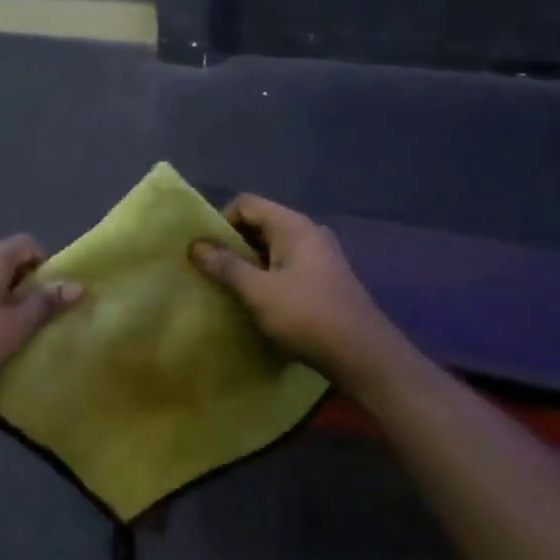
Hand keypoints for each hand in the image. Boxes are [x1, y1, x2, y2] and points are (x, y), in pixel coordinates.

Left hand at [0, 235, 82, 409]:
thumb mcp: (15, 328)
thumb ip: (46, 304)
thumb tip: (77, 285)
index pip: (26, 243)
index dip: (45, 263)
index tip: (49, 295)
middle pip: (6, 261)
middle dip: (25, 286)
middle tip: (34, 318)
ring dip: (2, 300)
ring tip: (10, 333)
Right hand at [191, 195, 402, 389]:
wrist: (364, 356)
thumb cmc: (307, 316)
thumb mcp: (259, 292)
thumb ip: (226, 266)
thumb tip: (194, 245)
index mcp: (293, 226)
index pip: (246, 204)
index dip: (221, 222)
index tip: (206, 252)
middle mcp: (308, 232)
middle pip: (260, 223)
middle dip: (233, 244)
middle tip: (212, 272)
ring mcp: (320, 255)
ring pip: (273, 247)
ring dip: (250, 263)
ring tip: (231, 289)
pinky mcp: (326, 279)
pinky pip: (287, 265)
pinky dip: (269, 276)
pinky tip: (260, 303)